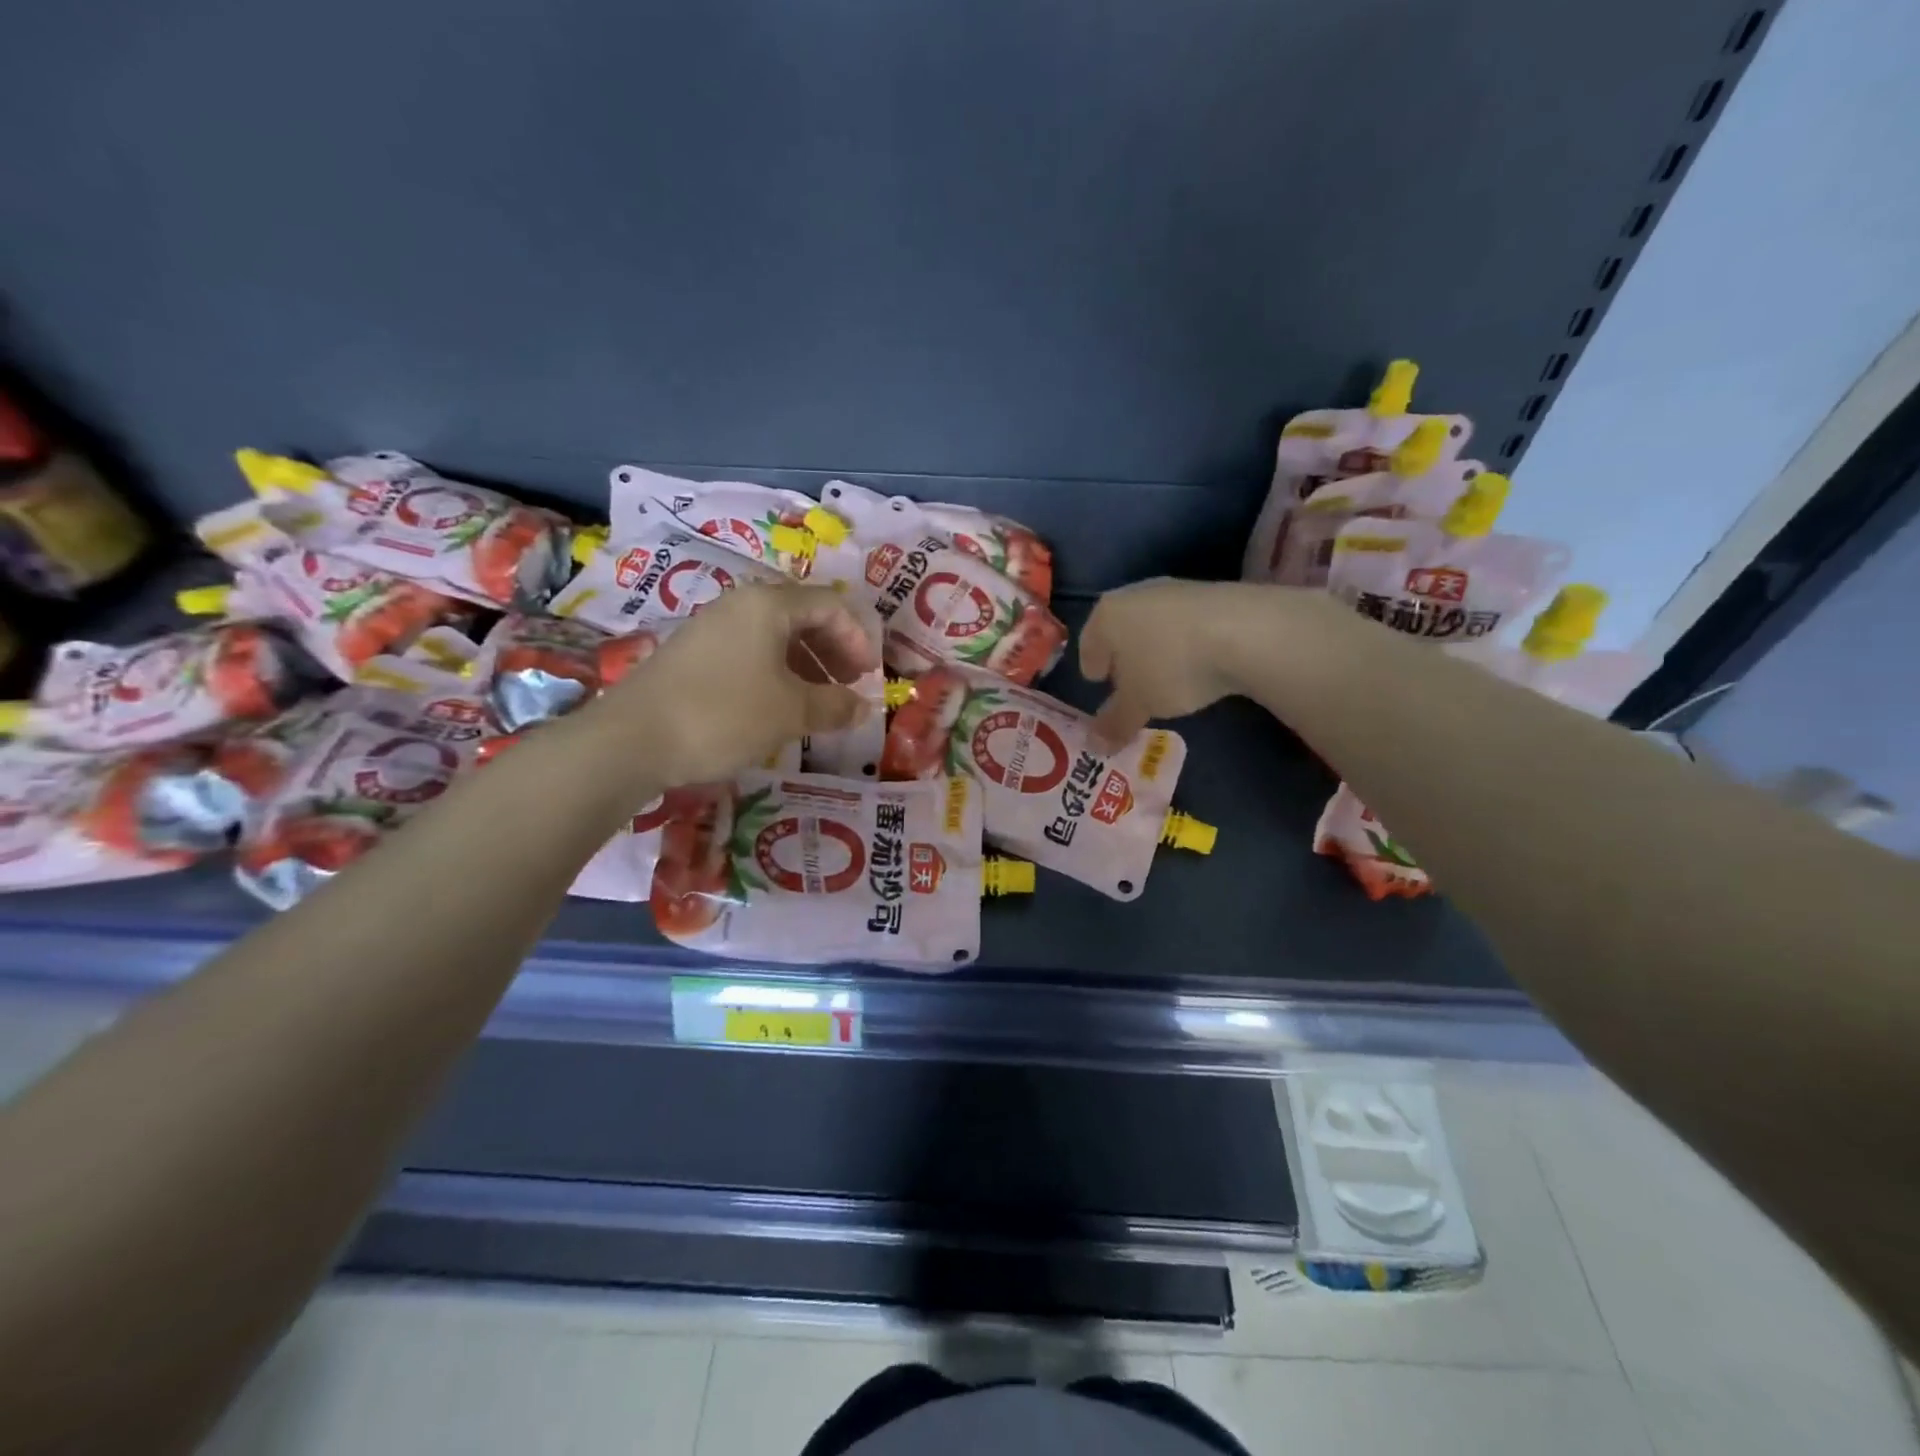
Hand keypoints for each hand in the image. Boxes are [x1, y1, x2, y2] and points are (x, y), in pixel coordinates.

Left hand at [587, 585, 878, 789]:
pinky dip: (777, 673)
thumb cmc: (724, 714)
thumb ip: (834, 705)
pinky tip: (779, 705)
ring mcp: (713, 628)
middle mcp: (741, 605)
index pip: (830, 605)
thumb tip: (863, 707)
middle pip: (803, 616)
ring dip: (807, 664)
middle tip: (849, 686)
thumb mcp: (790, 712)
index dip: (857, 638)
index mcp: (769, 604)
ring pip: (775, 636)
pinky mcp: (694, 654)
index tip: (869, 675)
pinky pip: (751, 652)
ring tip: (819, 701)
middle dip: (833, 650)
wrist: (632, 739)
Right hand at [1080, 579, 1294, 745]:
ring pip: (1154, 625)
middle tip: (1129, 685)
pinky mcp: (1212, 594)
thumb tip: (1095, 744)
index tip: (1098, 684)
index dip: (1091, 666)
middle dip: (1123, 658)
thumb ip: (1115, 722)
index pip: (1088, 642)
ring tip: (1166, 678)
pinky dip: (1185, 643)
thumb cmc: (1171, 666)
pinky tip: (1198, 664)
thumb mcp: (1140, 703)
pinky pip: (1186, 625)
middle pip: (1121, 630)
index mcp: (1106, 615)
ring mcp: (1175, 590)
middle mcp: (1135, 595)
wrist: (1246, 631)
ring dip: (1156, 650)